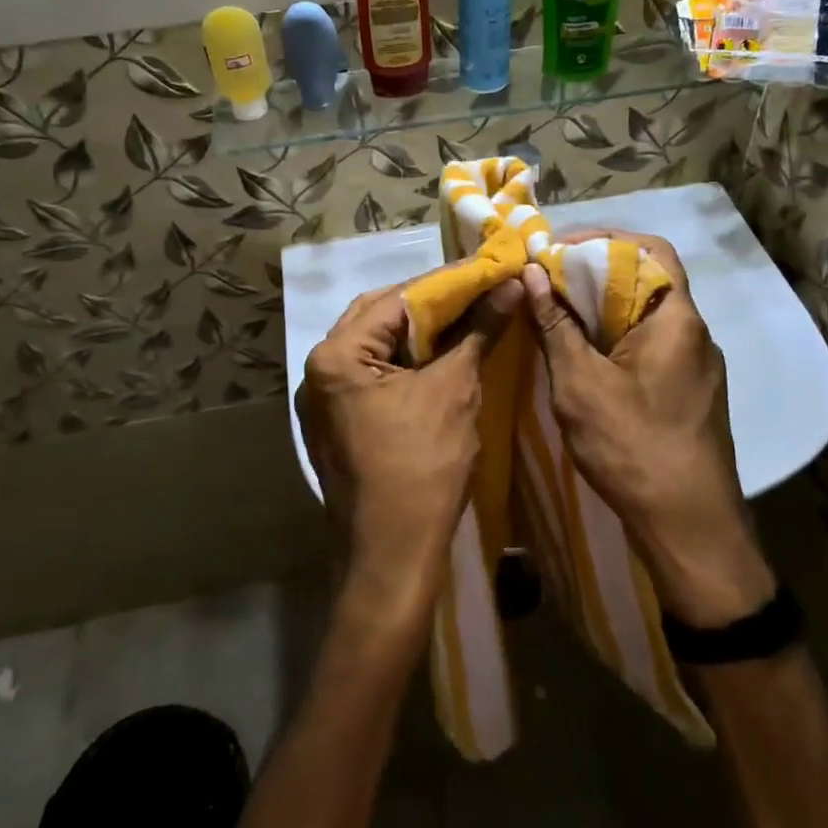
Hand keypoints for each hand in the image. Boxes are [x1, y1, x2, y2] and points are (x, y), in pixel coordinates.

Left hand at [296, 277, 520, 622]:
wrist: (392, 557)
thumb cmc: (423, 469)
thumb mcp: (455, 391)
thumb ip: (479, 331)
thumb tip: (509, 287)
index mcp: (336, 356)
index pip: (396, 300)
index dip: (446, 284)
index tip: (484, 270)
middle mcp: (318, 370)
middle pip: (378, 317)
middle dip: (428, 304)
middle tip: (474, 292)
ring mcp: (323, 399)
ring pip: (375, 346)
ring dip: (416, 332)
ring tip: (462, 318)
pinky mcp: (336, 422)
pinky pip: (372, 374)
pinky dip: (405, 361)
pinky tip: (439, 356)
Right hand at [522, 233, 775, 627]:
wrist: (691, 529)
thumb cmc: (633, 448)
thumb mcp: (580, 383)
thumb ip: (555, 324)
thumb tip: (530, 272)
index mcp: (676, 319)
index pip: (650, 250)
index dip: (603, 239)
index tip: (556, 249)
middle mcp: (695, 333)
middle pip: (647, 279)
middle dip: (595, 272)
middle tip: (547, 279)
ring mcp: (697, 365)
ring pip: (647, 314)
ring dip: (604, 306)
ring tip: (557, 313)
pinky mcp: (690, 392)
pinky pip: (652, 344)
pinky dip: (617, 336)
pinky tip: (584, 355)